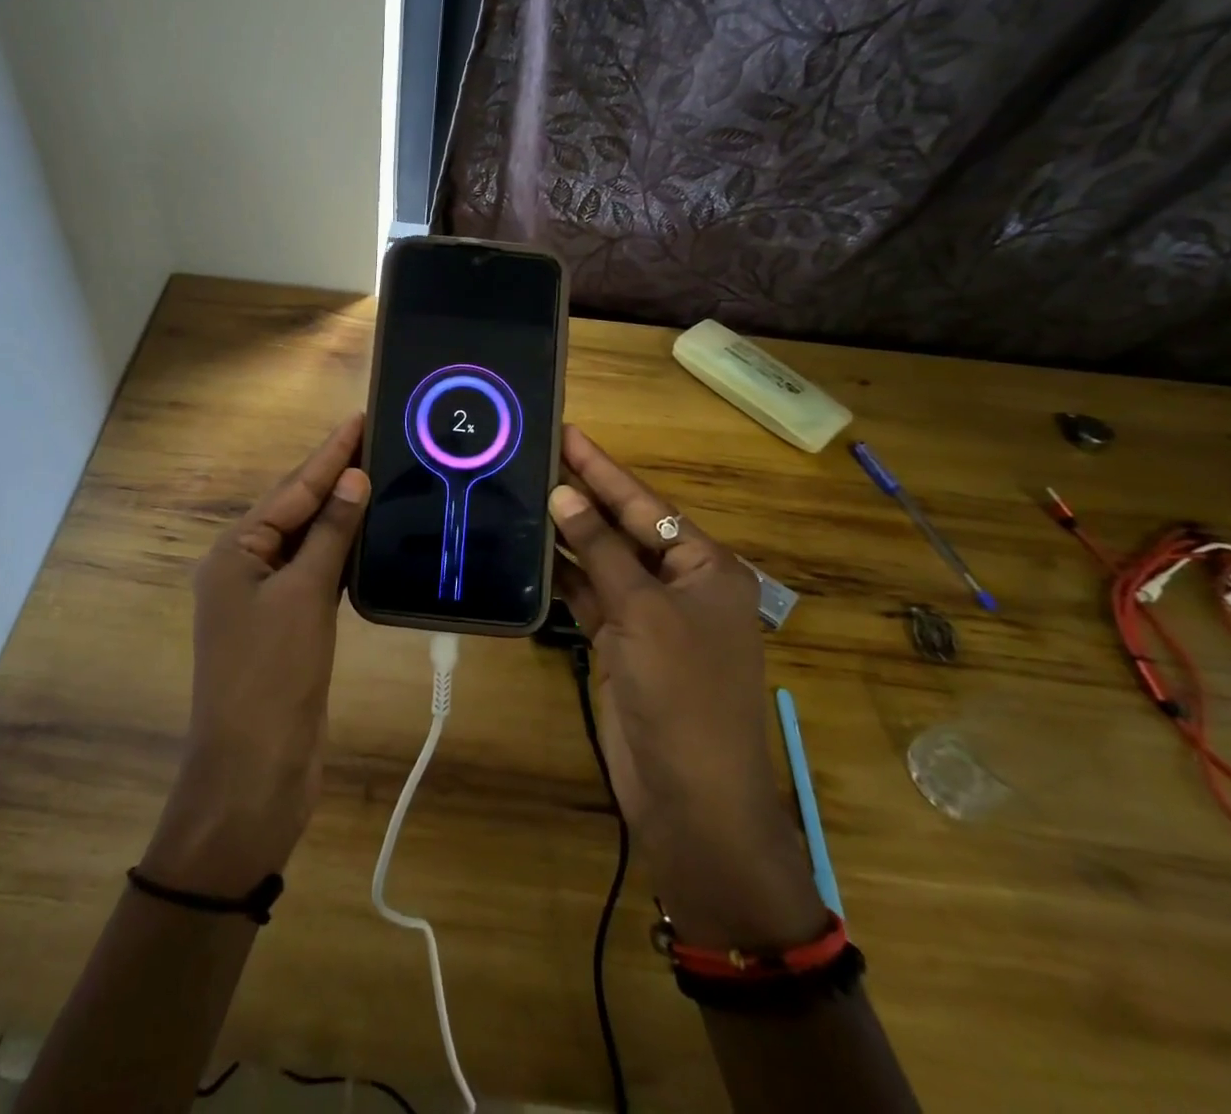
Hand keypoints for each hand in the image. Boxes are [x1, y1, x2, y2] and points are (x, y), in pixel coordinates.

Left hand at [141, 415, 369, 897]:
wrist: (254, 771)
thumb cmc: (271, 675)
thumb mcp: (303, 597)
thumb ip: (328, 535)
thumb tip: (353, 479)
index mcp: (235, 552)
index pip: (292, 490)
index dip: (330, 455)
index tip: (361, 419)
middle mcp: (245, 567)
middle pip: (297, 510)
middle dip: (336, 477)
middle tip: (379, 440)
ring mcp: (267, 599)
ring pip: (310, 542)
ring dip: (342, 513)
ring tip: (381, 477)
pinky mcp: (290, 626)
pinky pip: (318, 574)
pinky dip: (342, 553)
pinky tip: (370, 537)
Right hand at [550, 426, 825, 949]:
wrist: (692, 799)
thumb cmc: (682, 693)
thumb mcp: (643, 612)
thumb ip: (601, 550)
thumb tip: (563, 494)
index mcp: (706, 566)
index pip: (646, 504)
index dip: (604, 468)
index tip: (568, 431)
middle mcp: (681, 584)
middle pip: (624, 528)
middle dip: (583, 495)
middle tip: (536, 454)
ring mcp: (649, 617)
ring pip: (602, 562)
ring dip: (569, 535)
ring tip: (523, 492)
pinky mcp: (622, 646)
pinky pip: (590, 598)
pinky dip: (563, 577)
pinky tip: (531, 551)